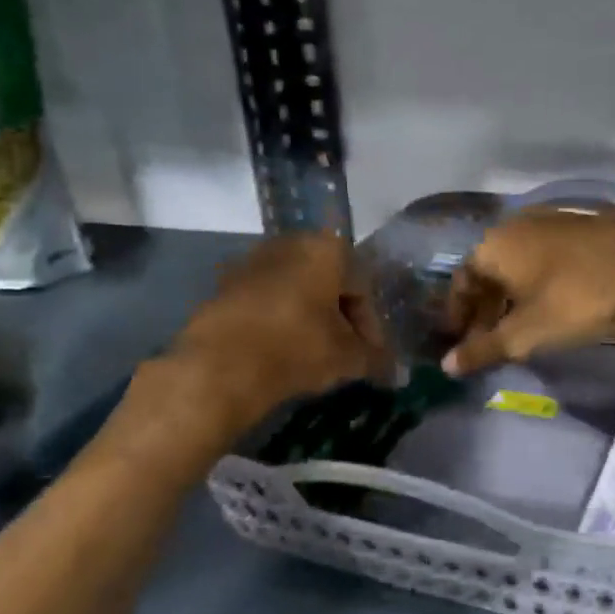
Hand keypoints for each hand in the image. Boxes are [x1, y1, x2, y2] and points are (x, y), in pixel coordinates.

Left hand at [169, 232, 383, 426]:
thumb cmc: (298, 347)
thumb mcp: (348, 357)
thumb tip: (393, 370)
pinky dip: (278, 322)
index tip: (371, 355)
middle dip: (339, 317)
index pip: (362, 286)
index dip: (371, 325)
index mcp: (326, 248)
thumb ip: (375, 358)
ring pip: (295, 291)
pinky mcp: (223, 286)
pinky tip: (281, 352)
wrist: (221, 365)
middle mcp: (289, 243)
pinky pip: (265, 302)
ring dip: (308, 318)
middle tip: (345, 352)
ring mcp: (251, 262)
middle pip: (327, 283)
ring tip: (314, 355)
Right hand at [443, 208, 614, 375]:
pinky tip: (553, 304)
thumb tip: (447, 366)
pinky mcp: (582, 225)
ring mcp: (552, 220)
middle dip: (486, 308)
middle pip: (490, 271)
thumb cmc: (576, 300)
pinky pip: (546, 257)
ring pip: (519, 264)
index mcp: (494, 245)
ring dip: (513, 296)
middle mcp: (516, 224)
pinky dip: (539, 282)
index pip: (462, 280)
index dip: (458, 314)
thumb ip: (483, 349)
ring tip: (521, 327)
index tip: (460, 340)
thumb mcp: (526, 334)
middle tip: (490, 339)